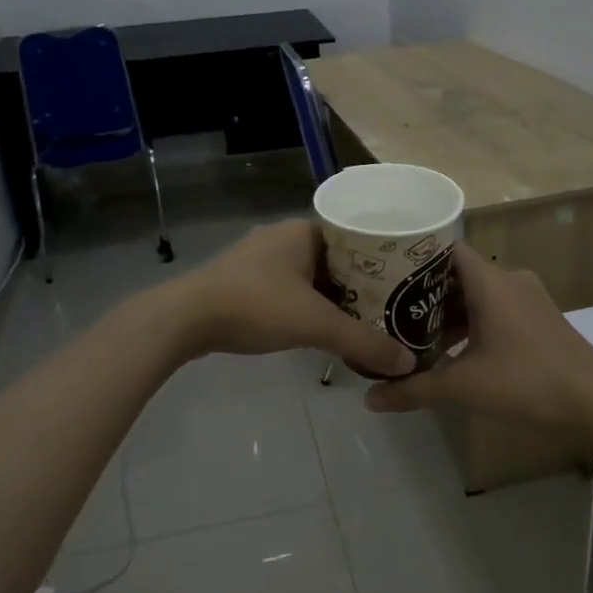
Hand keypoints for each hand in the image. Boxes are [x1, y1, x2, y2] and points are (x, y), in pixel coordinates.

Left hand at [163, 220, 415, 378]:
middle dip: (360, 283)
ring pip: (310, 275)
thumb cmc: (255, 305)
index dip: (382, 259)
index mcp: (304, 230)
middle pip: (335, 258)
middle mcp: (283, 236)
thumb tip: (407, 362)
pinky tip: (318, 327)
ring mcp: (260, 258)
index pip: (356, 237)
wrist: (184, 319)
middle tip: (390, 307)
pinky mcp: (243, 280)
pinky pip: (289, 288)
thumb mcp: (315, 324)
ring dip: (332, 296)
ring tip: (362, 320)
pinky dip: (307, 305)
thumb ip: (362, 341)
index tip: (405, 282)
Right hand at [365, 249, 592, 436]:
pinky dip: (474, 321)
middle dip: (425, 291)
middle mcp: (509, 279)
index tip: (384, 271)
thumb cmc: (527, 382)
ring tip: (417, 333)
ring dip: (450, 310)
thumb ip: (414, 390)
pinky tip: (457, 350)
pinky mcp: (540, 317)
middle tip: (391, 309)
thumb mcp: (464, 387)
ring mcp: (529, 297)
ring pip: (478, 292)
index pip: (444, 248)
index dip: (413, 256)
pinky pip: (497, 307)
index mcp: (490, 282)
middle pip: (458, 272)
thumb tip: (370, 399)